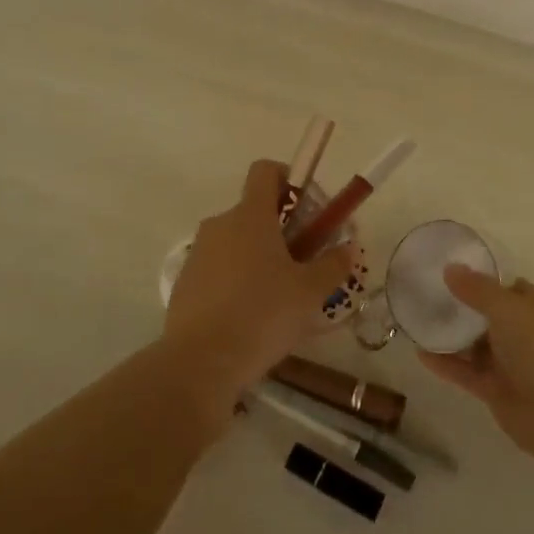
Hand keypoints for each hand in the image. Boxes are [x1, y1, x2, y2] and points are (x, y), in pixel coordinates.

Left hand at [163, 159, 353, 415]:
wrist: (200, 363)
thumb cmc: (262, 315)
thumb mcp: (310, 292)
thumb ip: (333, 264)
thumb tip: (348, 247)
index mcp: (251, 215)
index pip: (265, 171)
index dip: (288, 177)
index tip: (306, 206)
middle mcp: (220, 224)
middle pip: (253, 210)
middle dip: (280, 229)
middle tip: (303, 261)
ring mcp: (198, 253)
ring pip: (235, 242)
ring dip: (258, 256)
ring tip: (278, 296)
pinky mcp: (185, 283)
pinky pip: (217, 268)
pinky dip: (235, 280)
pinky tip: (249, 316)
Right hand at [419, 268, 533, 469]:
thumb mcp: (510, 309)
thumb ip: (477, 289)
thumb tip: (450, 268)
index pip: (507, 287)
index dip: (480, 279)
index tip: (448, 270)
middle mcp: (526, 334)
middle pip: (488, 316)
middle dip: (460, 306)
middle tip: (424, 293)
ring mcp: (512, 364)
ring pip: (475, 345)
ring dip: (450, 335)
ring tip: (416, 320)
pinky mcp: (497, 392)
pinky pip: (467, 372)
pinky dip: (446, 364)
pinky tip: (420, 353)